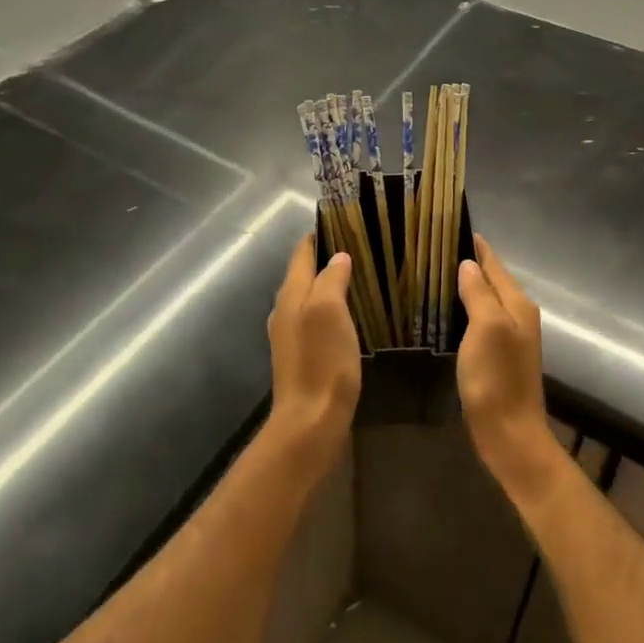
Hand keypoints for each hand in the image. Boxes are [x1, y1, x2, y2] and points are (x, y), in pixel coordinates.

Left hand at [265, 236, 360, 468]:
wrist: (310, 423)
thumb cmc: (322, 362)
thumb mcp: (329, 312)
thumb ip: (331, 279)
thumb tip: (338, 257)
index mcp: (290, 295)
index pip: (302, 254)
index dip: (318, 235)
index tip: (341, 219)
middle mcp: (285, 312)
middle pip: (303, 275)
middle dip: (326, 257)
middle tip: (358, 245)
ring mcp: (291, 337)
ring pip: (309, 298)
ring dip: (329, 284)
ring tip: (358, 276)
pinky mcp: (302, 357)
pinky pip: (316, 320)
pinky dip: (331, 309)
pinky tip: (349, 315)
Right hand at [457, 236, 564, 496]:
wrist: (510, 435)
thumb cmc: (496, 379)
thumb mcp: (486, 328)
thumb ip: (479, 293)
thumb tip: (467, 263)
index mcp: (517, 304)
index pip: (495, 263)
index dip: (476, 245)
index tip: (451, 225)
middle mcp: (518, 315)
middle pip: (492, 279)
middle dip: (469, 262)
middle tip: (435, 246)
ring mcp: (510, 337)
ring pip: (487, 299)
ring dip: (467, 285)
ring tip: (436, 272)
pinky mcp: (498, 356)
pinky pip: (481, 319)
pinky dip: (466, 307)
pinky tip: (448, 309)